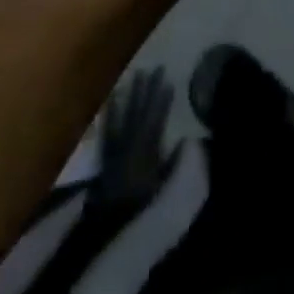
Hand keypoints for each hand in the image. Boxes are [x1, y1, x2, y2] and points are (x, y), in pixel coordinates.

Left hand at [84, 67, 179, 224]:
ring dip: (132, 94)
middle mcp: (131, 142)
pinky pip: (108, 127)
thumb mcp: (163, 186)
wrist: (108, 224)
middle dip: (149, 89)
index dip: (163, 100)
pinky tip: (114, 97)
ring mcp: (117, 145)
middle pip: (141, 111)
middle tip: (156, 69)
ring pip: (126, 114)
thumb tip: (187, 139)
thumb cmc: (140, 204)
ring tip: (138, 74)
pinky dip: (111, 111)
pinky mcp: (105, 151)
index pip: (157, 119)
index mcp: (147, 149)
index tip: (169, 81)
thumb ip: (174, 162)